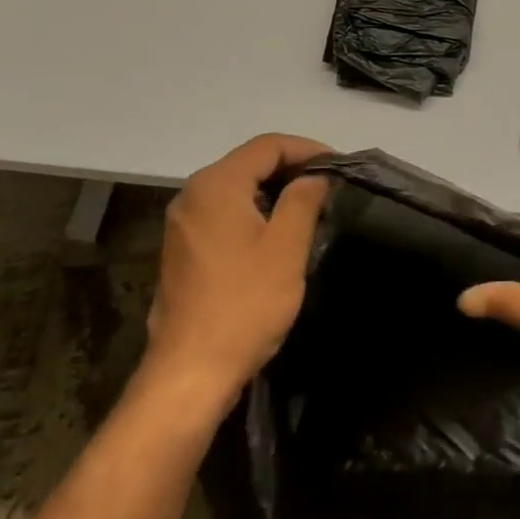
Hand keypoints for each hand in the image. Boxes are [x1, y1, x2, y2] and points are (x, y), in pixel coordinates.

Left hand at [141, 134, 331, 418]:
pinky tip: (275, 237)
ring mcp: (182, 223)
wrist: (189, 373)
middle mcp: (192, 194)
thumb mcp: (286, 247)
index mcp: (216, 184)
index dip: (307, 149)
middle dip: (290, 170)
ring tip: (308, 210)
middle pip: (248, 164)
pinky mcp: (181, 250)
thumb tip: (315, 176)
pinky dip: (252, 214)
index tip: (338, 165)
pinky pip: (222, 215)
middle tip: (328, 188)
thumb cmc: (244, 304)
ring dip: (272, 193)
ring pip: (235, 190)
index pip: (267, 146)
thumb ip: (303, 200)